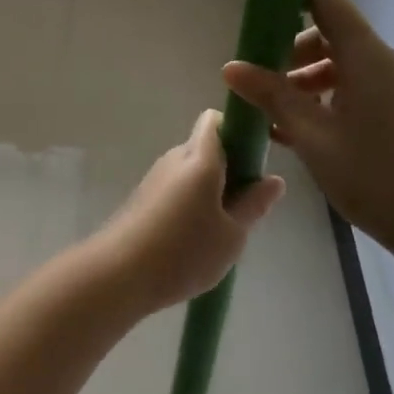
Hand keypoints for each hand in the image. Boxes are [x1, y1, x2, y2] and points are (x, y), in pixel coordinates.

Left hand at [95, 110, 284, 315]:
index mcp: (200, 158)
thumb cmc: (184, 251)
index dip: (239, 131)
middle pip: (206, 146)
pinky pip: (177, 187)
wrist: (119, 272)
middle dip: (230, 166)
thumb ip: (254, 204)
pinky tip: (197, 236)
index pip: (217, 120)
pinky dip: (192, 201)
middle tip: (246, 204)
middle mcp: (175, 158)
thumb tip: (274, 179)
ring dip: (211, 187)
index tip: (256, 160)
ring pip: (191, 169)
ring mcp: (156, 177)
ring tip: (223, 227)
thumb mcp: (232, 234)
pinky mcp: (144, 196)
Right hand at [222, 0, 393, 268]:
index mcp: (367, 56)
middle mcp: (389, 61)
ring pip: (346, 66)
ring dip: (309, 82)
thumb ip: (272, 96)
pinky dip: (332, 100)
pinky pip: (363, 89)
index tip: (258, 28)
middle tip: (262, 88)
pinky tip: (309, 136)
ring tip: (279, 121)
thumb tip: (231, 66)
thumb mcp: (313, 138)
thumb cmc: (378, 178)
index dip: (289, 1)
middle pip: (332, 35)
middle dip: (291, 55)